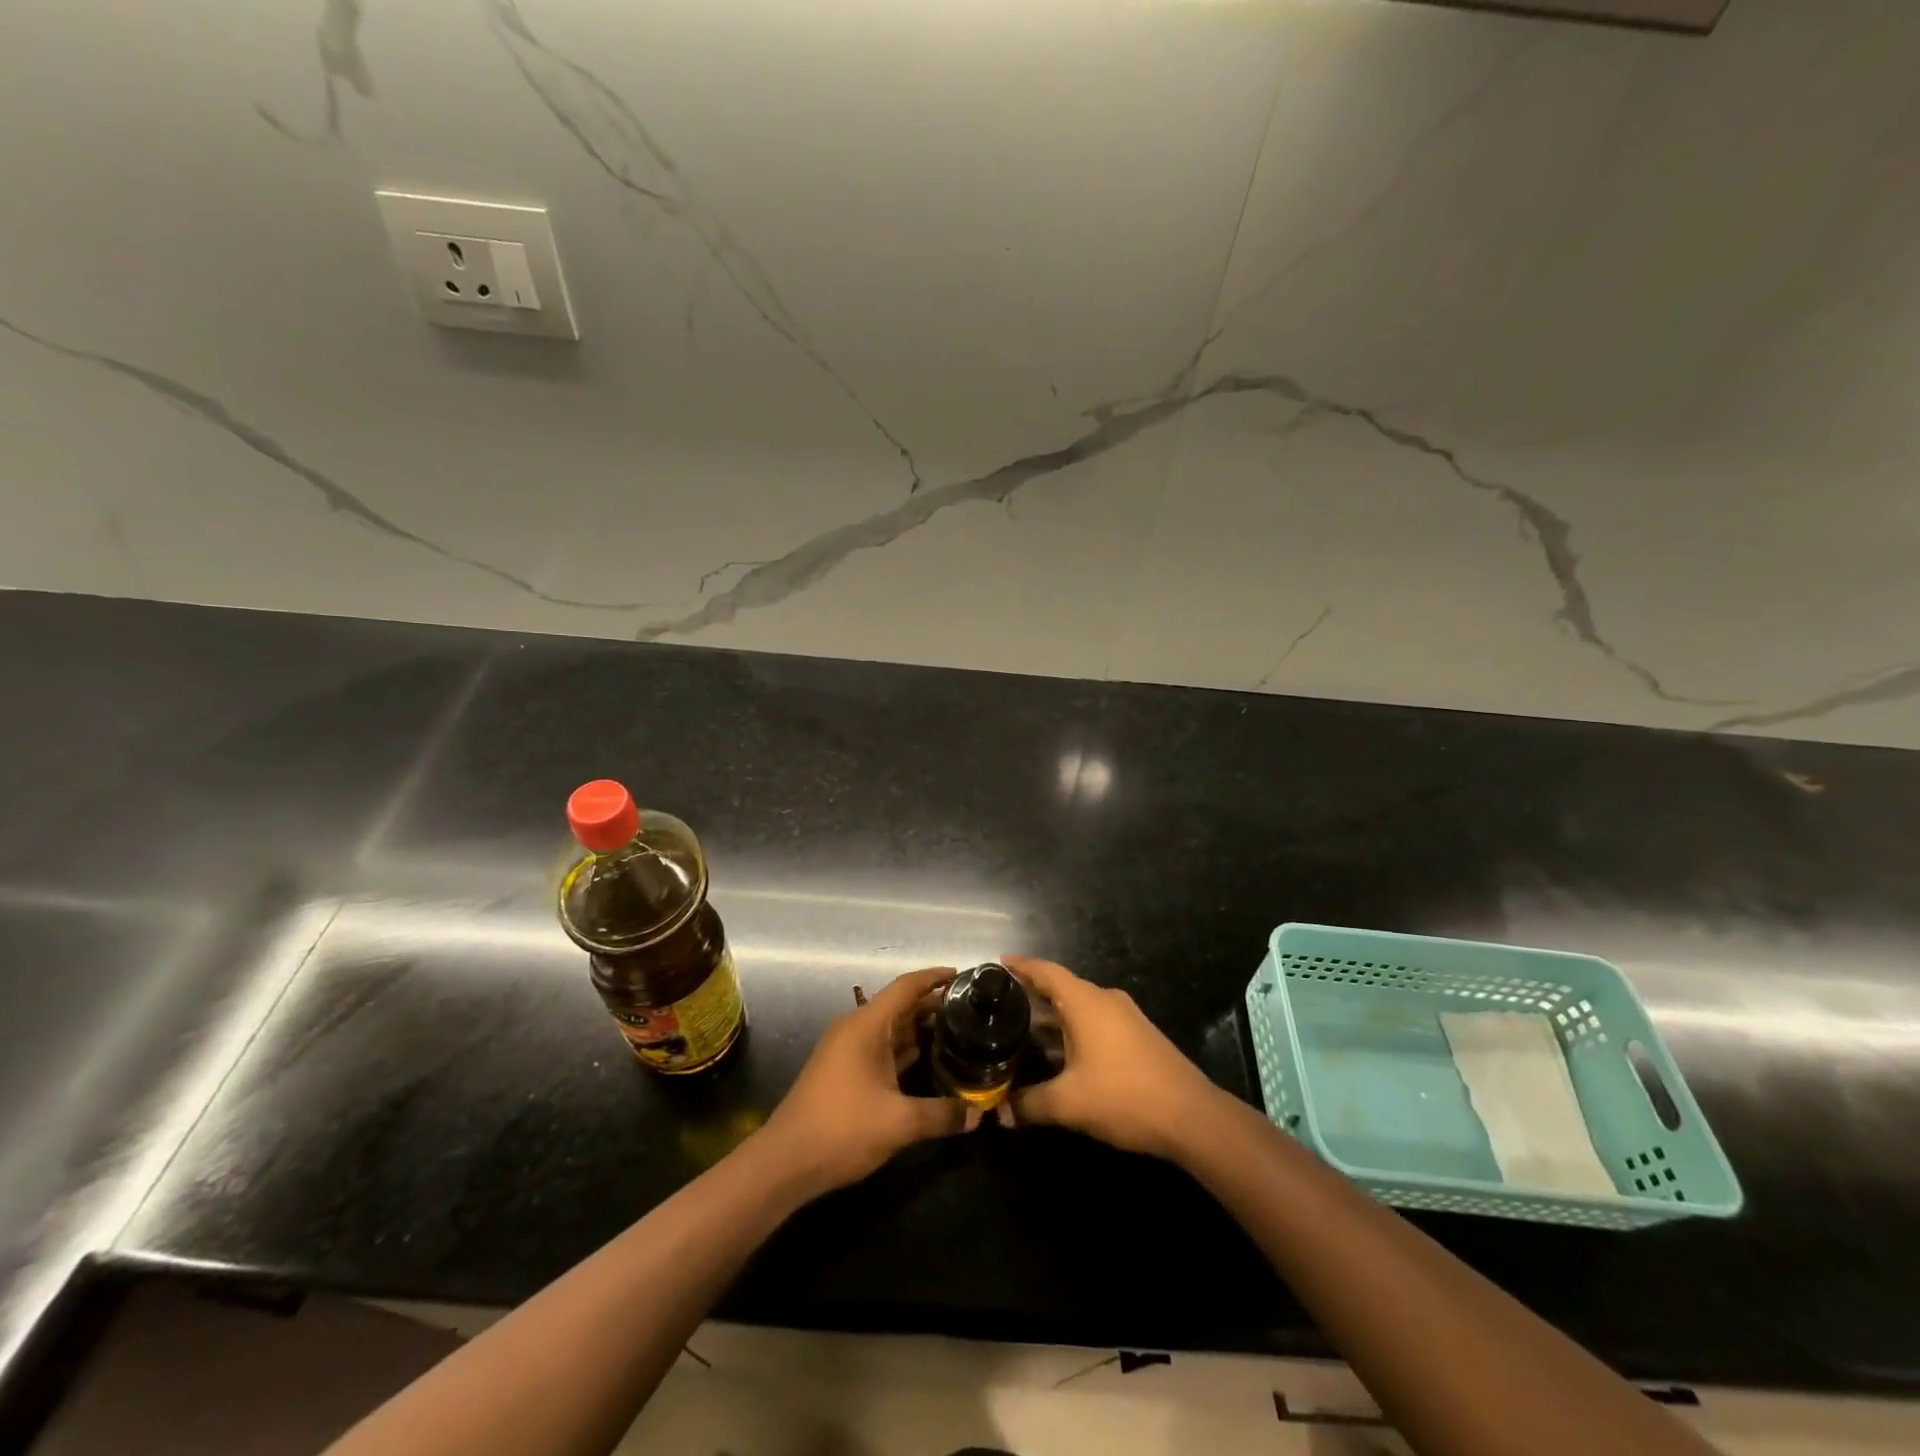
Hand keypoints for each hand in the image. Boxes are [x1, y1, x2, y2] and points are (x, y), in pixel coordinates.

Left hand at [760, 967, 968, 1197]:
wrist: (786, 1162)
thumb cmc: (843, 1129)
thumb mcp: (899, 1122)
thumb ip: (941, 1115)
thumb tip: (976, 1115)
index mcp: (866, 1025)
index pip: (906, 987)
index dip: (934, 977)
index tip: (962, 975)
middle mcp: (855, 1029)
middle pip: (899, 1006)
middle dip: (932, 1004)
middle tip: (969, 1009)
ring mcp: (847, 1050)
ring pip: (890, 1028)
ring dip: (919, 1027)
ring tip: (956, 1030)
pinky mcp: (844, 1072)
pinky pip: (881, 1048)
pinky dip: (904, 1048)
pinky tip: (927, 1058)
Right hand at [1006, 956, 1222, 1161]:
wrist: (1192, 1116)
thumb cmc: (1125, 1097)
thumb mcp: (1069, 1104)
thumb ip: (1030, 1104)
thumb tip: (1002, 1113)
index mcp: (1085, 1002)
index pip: (1046, 971)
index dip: (1021, 966)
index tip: (999, 963)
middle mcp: (1105, 1000)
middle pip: (1062, 988)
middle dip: (1032, 995)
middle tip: (1001, 1006)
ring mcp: (1125, 1017)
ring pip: (1080, 1008)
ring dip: (1053, 1017)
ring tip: (1023, 1031)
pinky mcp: (1137, 1036)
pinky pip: (1096, 1022)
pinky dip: (1073, 1029)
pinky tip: (1060, 1054)